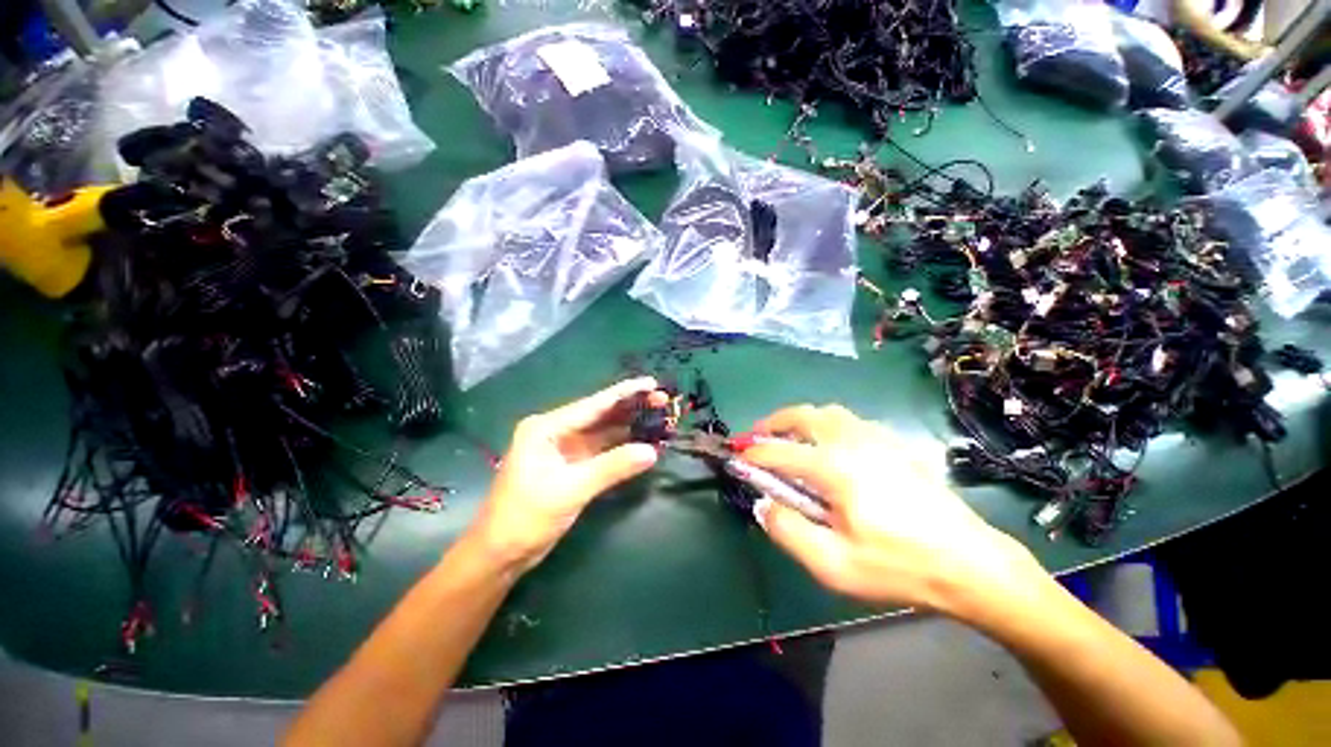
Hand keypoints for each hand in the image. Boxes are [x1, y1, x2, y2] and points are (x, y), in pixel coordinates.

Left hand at [467, 377, 664, 573]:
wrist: (500, 553)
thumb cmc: (526, 517)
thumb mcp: (570, 489)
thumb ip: (612, 467)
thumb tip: (652, 452)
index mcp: (547, 427)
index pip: (593, 404)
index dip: (625, 392)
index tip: (652, 383)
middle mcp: (556, 431)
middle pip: (600, 414)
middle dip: (631, 407)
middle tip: (663, 401)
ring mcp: (564, 448)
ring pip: (603, 431)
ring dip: (629, 426)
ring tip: (659, 418)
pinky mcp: (571, 465)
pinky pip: (602, 450)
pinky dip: (622, 446)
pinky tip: (642, 442)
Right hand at [742, 405, 1045, 615]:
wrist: (969, 563)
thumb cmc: (898, 566)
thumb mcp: (834, 564)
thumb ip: (788, 531)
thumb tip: (763, 504)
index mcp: (834, 467)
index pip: (778, 452)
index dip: (752, 455)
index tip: (736, 460)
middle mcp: (851, 441)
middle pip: (801, 415)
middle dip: (771, 423)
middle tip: (755, 438)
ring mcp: (875, 438)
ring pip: (826, 412)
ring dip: (799, 419)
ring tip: (787, 437)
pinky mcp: (892, 443)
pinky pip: (848, 420)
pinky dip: (826, 423)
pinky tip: (828, 445)